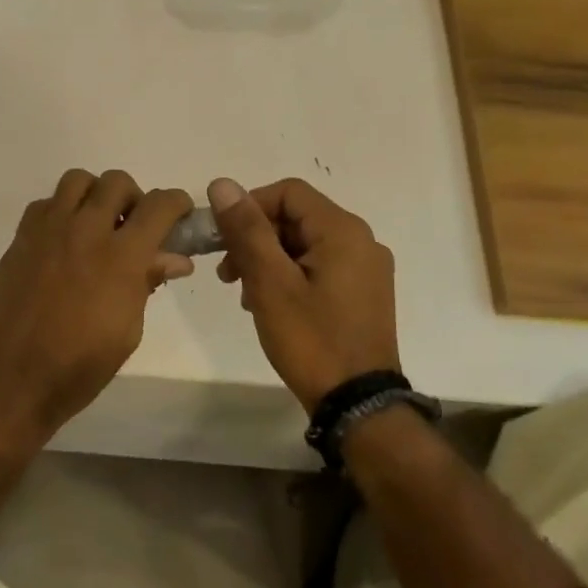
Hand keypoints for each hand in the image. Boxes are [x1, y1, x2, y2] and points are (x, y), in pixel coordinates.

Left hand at [0, 170, 194, 440]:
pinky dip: (61, 211)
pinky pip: (45, 204)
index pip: (158, 206)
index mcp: (121, 257)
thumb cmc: (80, 365)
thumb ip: (147, 283)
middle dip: (134, 198)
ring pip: (77, 180)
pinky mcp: (20, 239)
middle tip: (133, 227)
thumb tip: (174, 259)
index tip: (179, 214)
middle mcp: (85, 231)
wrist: (13, 378)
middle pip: (117, 182)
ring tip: (96, 225)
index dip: (176, 203)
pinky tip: (63, 241)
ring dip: (95, 195)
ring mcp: (48, 231)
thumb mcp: (128, 330)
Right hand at [208, 176, 399, 410]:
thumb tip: (222, 184)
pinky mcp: (363, 294)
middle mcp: (361, 241)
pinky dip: (289, 276)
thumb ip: (247, 230)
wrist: (357, 403)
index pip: (287, 192)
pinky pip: (318, 267)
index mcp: (343, 231)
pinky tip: (270, 305)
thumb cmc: (310, 339)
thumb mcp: (270, 282)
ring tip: (245, 294)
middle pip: (296, 218)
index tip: (222, 240)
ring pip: (304, 244)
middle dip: (255, 238)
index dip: (249, 207)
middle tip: (227, 275)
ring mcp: (366, 269)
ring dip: (268, 260)